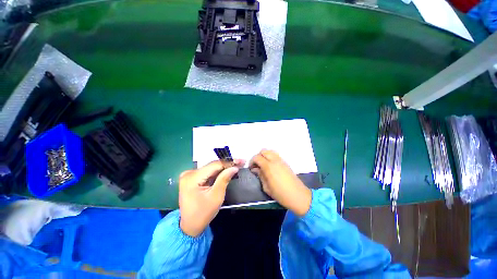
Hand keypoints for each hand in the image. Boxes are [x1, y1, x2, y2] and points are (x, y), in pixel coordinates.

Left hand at [179, 159, 243, 236]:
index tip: (242, 161)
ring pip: (211, 168)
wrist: (190, 226)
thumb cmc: (203, 213)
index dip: (229, 162)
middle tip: (241, 162)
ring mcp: (189, 175)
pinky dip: (217, 172)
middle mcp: (189, 173)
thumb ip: (224, 179)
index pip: (214, 165)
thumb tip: (234, 167)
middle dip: (227, 164)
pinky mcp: (191, 178)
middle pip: (212, 166)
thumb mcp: (216, 196)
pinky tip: (227, 170)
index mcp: (192, 178)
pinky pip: (207, 172)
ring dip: (224, 167)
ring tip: (236, 165)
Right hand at [249, 150, 311, 215]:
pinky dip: (270, 157)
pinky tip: (270, 166)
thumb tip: (255, 169)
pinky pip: (275, 155)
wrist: (298, 195)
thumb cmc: (280, 194)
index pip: (257, 157)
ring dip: (264, 155)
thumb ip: (260, 175)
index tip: (251, 168)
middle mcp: (275, 160)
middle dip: (258, 156)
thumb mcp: (266, 187)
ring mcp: (281, 160)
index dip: (252, 161)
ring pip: (270, 151)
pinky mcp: (285, 162)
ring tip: (263, 165)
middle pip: (263, 151)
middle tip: (256, 165)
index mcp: (268, 166)